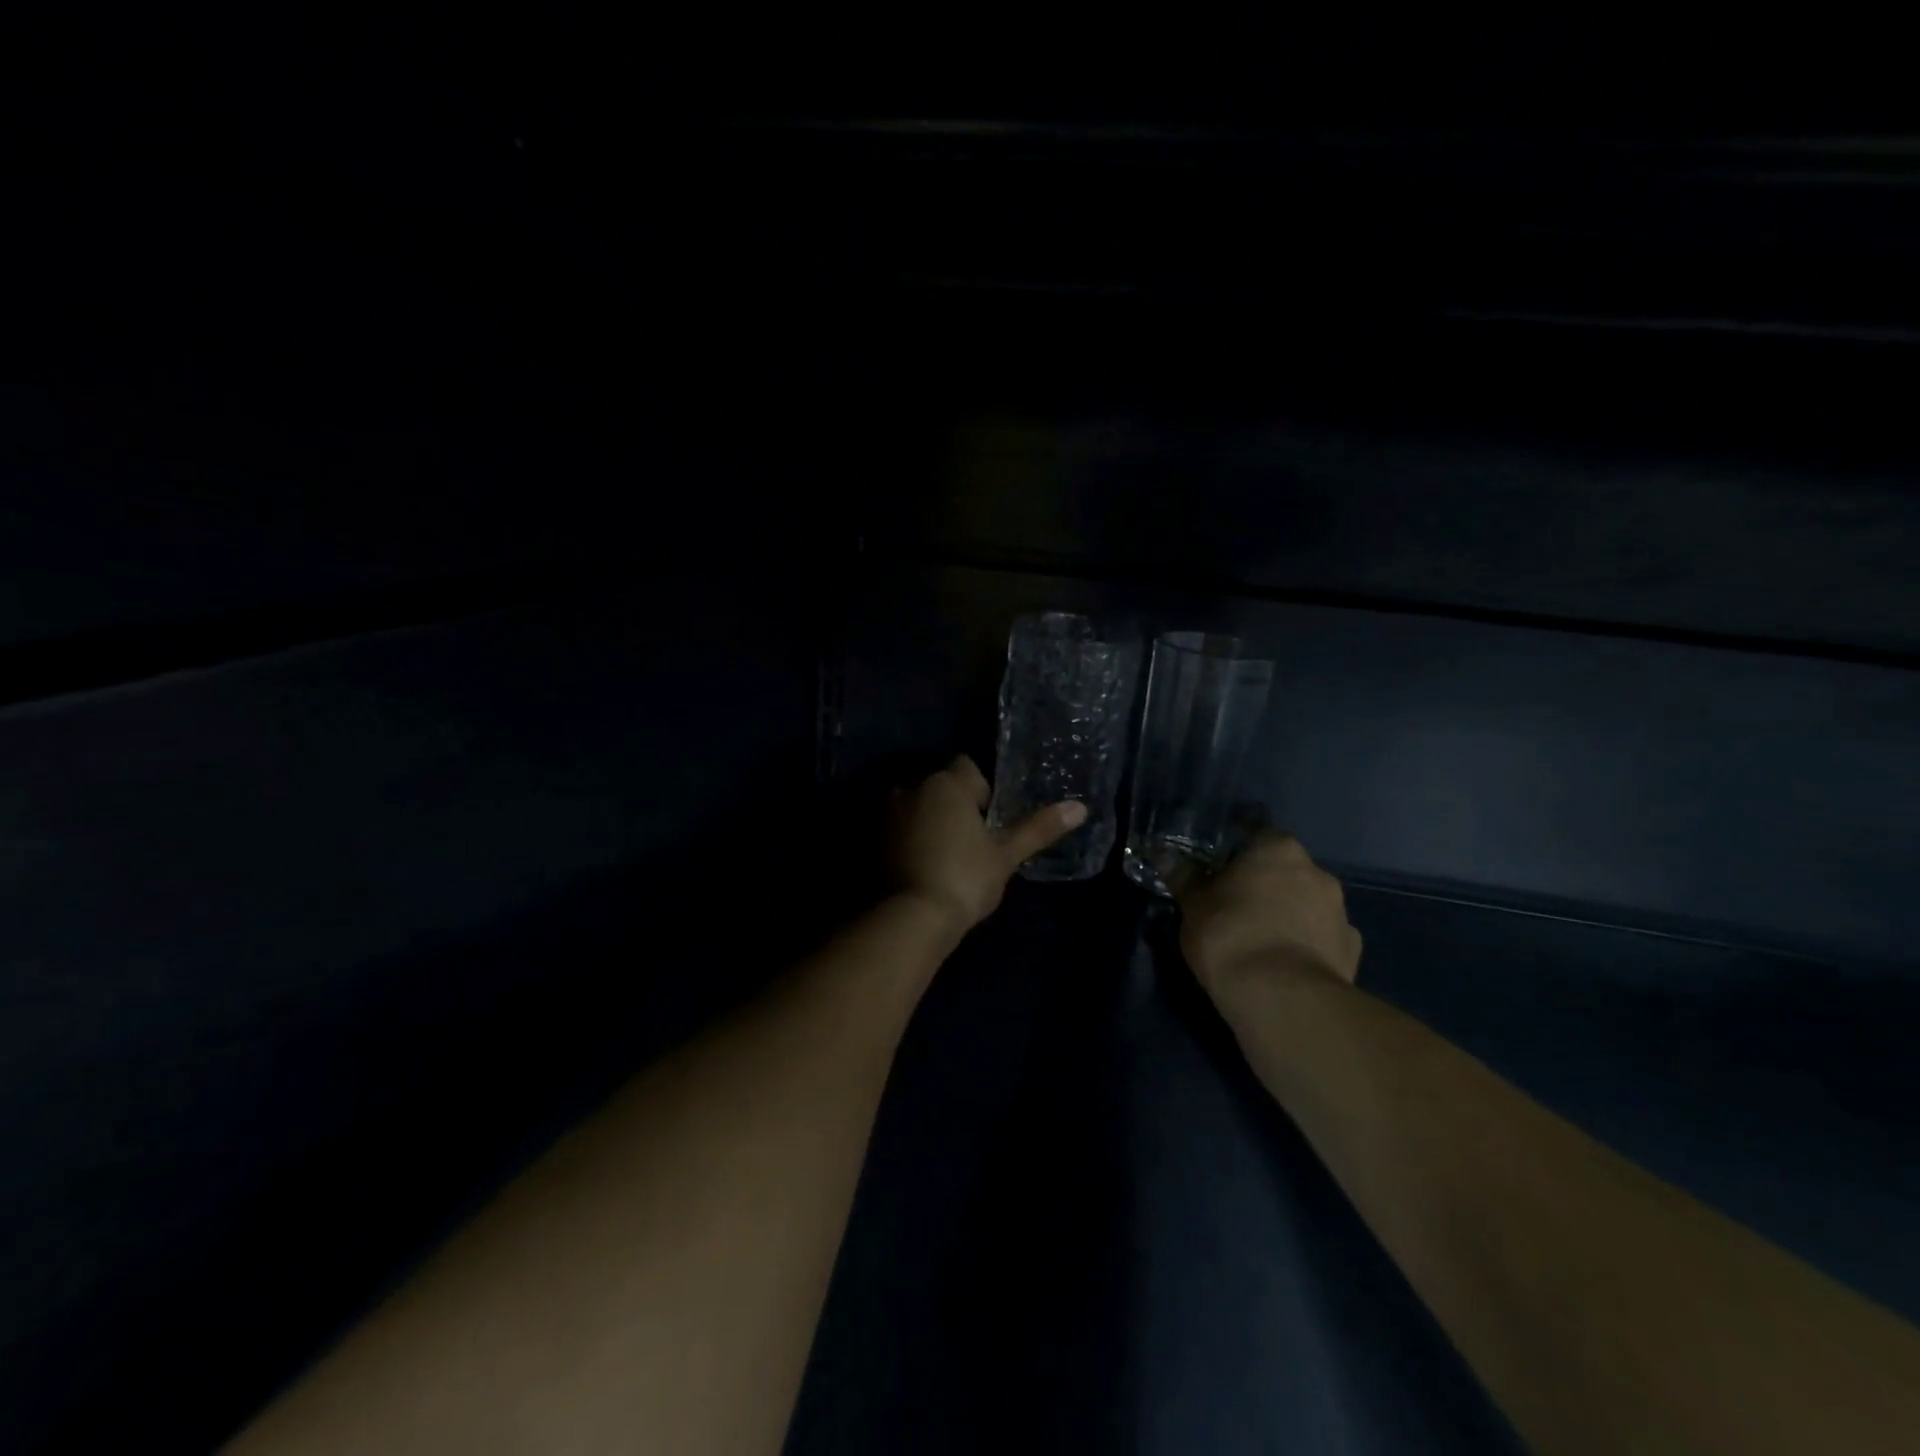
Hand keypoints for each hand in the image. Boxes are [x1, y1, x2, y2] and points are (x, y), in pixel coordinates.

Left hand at [887, 756, 1087, 938]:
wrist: (910, 918)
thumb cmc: (964, 879)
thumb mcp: (1005, 855)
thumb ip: (1039, 828)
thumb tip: (1080, 807)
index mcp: (946, 784)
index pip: (967, 767)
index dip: (980, 789)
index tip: (989, 820)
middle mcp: (912, 788)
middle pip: (940, 786)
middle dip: (954, 806)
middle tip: (971, 842)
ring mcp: (887, 814)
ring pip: (917, 806)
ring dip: (930, 821)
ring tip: (947, 857)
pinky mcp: (872, 839)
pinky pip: (899, 828)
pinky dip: (911, 839)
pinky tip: (924, 866)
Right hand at [1173, 832, 1362, 1006]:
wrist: (1283, 999)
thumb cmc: (1230, 936)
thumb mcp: (1193, 906)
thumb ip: (1184, 878)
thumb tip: (1165, 856)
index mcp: (1277, 849)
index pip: (1256, 835)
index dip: (1234, 853)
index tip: (1217, 872)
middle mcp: (1316, 871)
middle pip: (1284, 869)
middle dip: (1263, 884)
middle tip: (1233, 906)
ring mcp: (1340, 912)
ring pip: (1307, 903)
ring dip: (1288, 913)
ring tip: (1259, 940)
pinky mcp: (1352, 950)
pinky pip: (1323, 937)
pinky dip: (1307, 944)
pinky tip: (1286, 963)